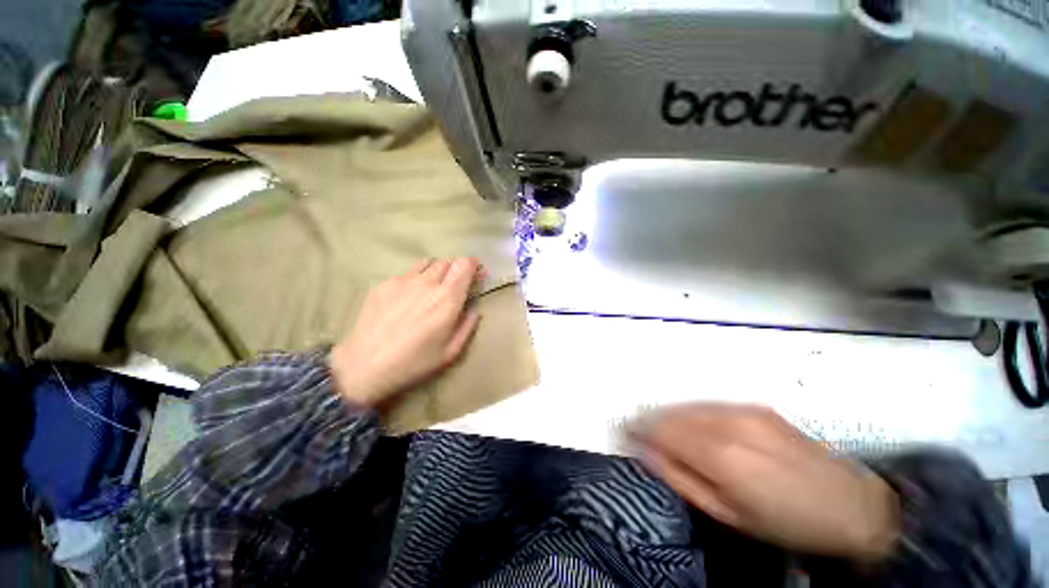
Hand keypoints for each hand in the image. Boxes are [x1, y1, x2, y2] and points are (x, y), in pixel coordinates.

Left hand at [330, 258, 482, 406]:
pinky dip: (416, 279)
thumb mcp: (451, 352)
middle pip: (448, 261)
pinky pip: (407, 272)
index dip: (473, 265)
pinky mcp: (384, 283)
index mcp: (446, 299)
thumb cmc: (413, 363)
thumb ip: (467, 326)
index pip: (464, 265)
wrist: (363, 367)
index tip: (475, 274)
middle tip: (455, 286)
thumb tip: (474, 309)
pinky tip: (408, 298)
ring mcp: (402, 280)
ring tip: (432, 288)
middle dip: (456, 269)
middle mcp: (426, 283)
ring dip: (437, 271)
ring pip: (428, 263)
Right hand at [631, 404, 899, 563]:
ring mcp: (742, 408)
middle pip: (671, 412)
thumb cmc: (784, 523)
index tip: (621, 431)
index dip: (636, 427)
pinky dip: (689, 411)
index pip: (660, 429)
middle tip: (633, 429)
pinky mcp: (755, 405)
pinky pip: (707, 404)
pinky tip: (688, 423)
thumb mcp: (726, 514)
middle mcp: (727, 421)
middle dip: (648, 419)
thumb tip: (645, 450)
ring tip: (656, 426)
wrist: (850, 505)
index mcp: (719, 453)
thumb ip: (680, 477)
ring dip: (667, 414)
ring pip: (687, 405)